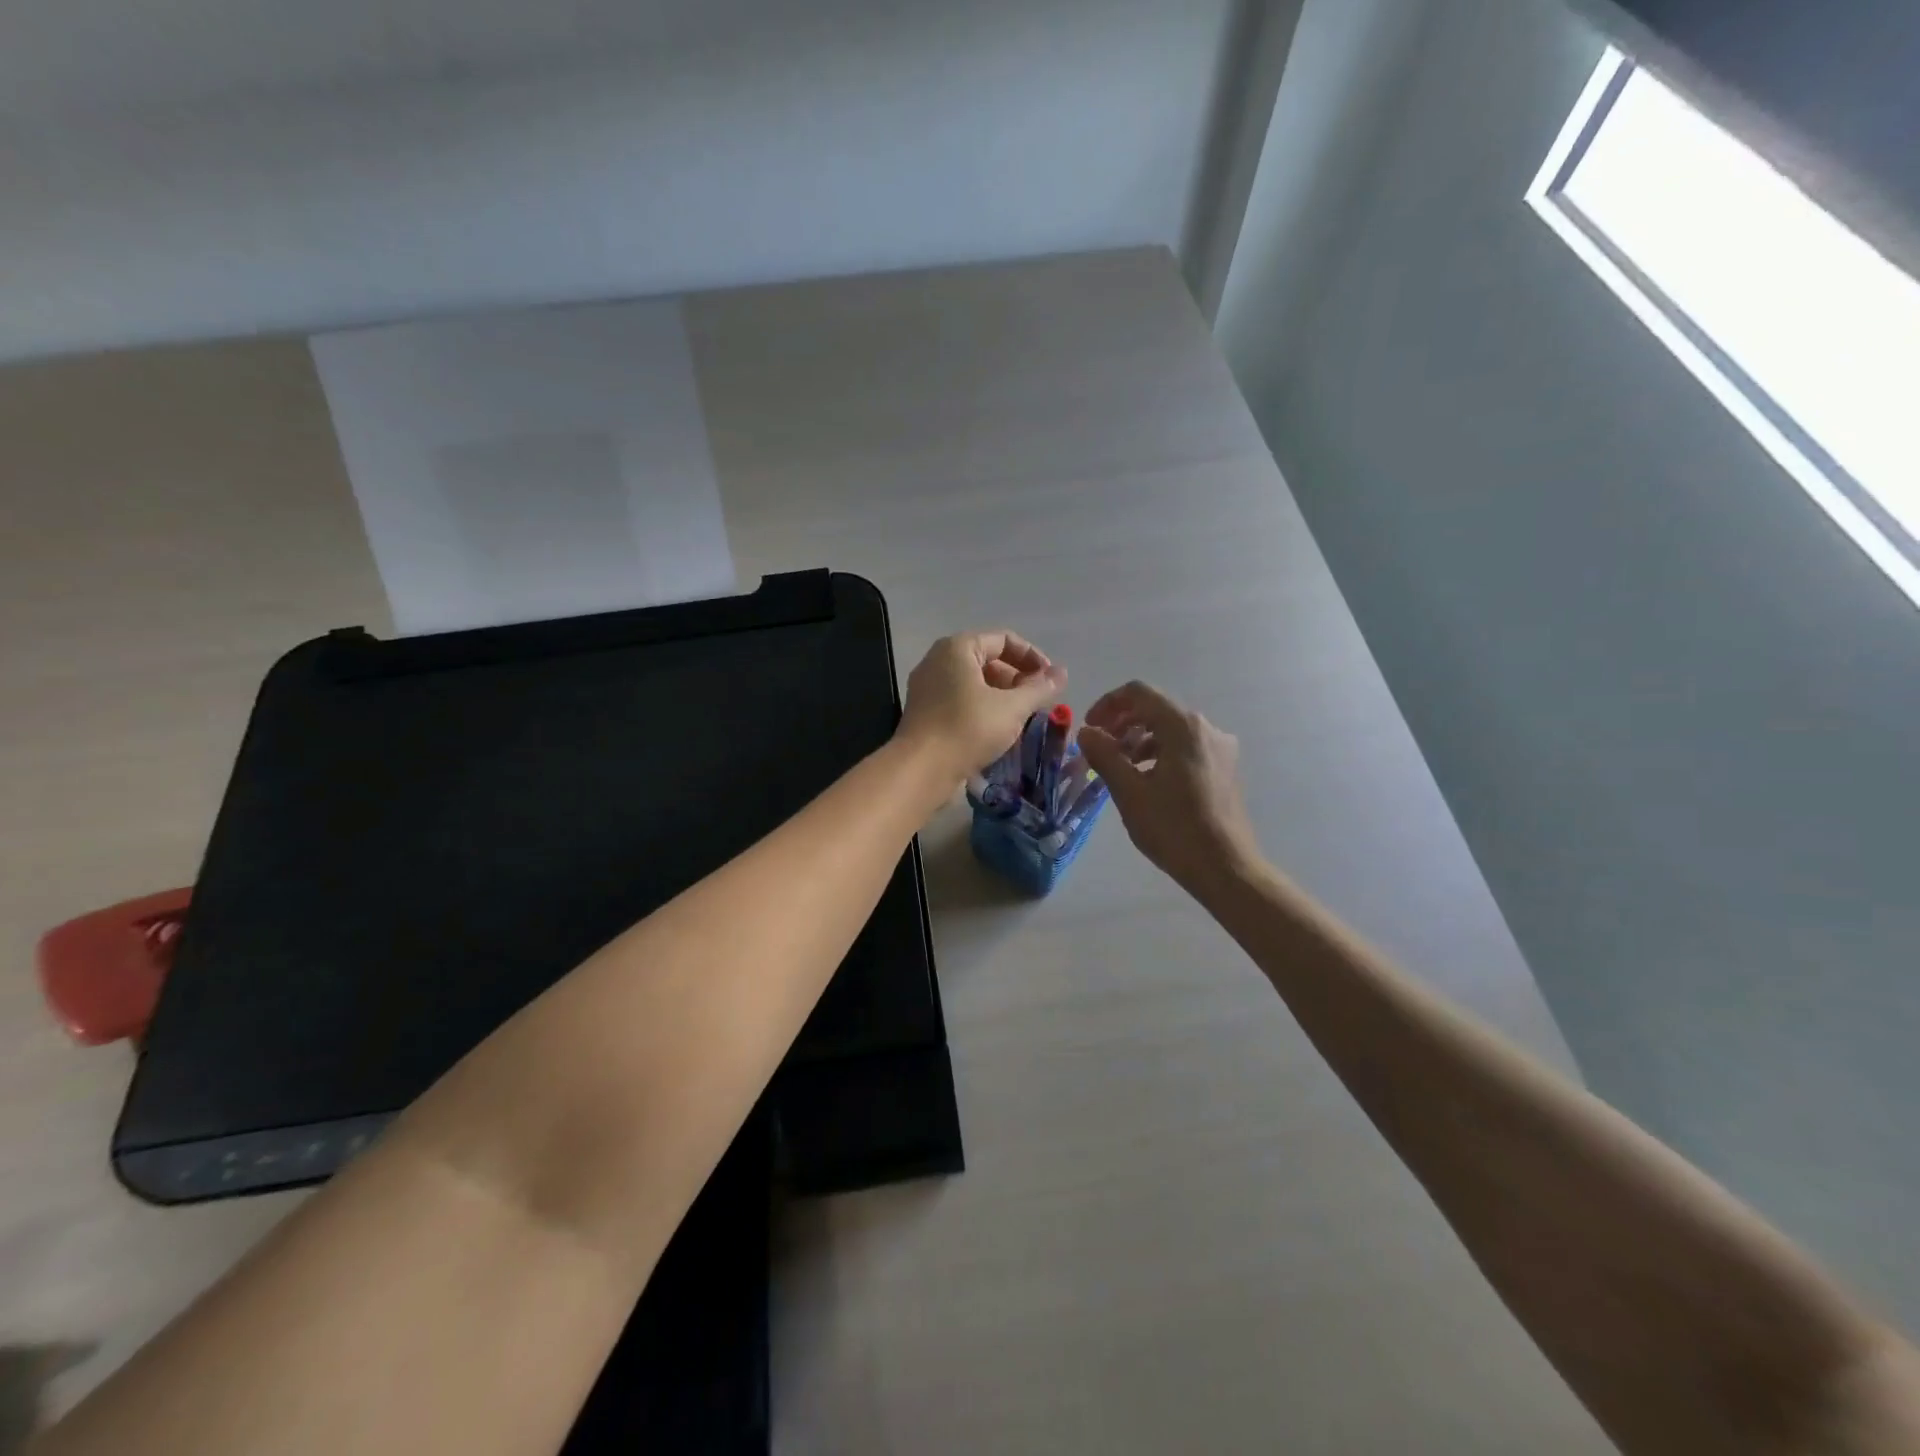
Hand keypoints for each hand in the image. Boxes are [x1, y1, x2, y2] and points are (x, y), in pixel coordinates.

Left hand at [898, 630, 1067, 787]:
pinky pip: (961, 700)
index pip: (1004, 639)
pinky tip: (999, 730)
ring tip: (1023, 718)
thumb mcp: (1012, 708)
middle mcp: (939, 660)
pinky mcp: (926, 711)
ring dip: (1003, 696)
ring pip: (975, 682)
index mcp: (958, 648)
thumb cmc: (968, 729)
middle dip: (1018, 679)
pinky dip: (983, 709)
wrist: (920, 769)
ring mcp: (929, 686)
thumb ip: (1040, 688)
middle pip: (988, 659)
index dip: (1033, 657)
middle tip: (1039, 702)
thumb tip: (1062, 672)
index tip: (1051, 681)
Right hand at [1078, 681, 1261, 890]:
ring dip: (1140, 739)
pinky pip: (1185, 747)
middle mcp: (1206, 728)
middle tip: (1099, 748)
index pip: (1139, 693)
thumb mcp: (1129, 791)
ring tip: (1119, 766)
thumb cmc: (1174, 828)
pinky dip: (1160, 753)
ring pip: (1171, 729)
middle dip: (1122, 723)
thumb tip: (1086, 732)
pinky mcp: (1224, 768)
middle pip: (1156, 709)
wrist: (1225, 867)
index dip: (1108, 704)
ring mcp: (1220, 748)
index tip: (1089, 728)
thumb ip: (1104, 755)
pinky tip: (1145, 779)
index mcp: (1183, 727)